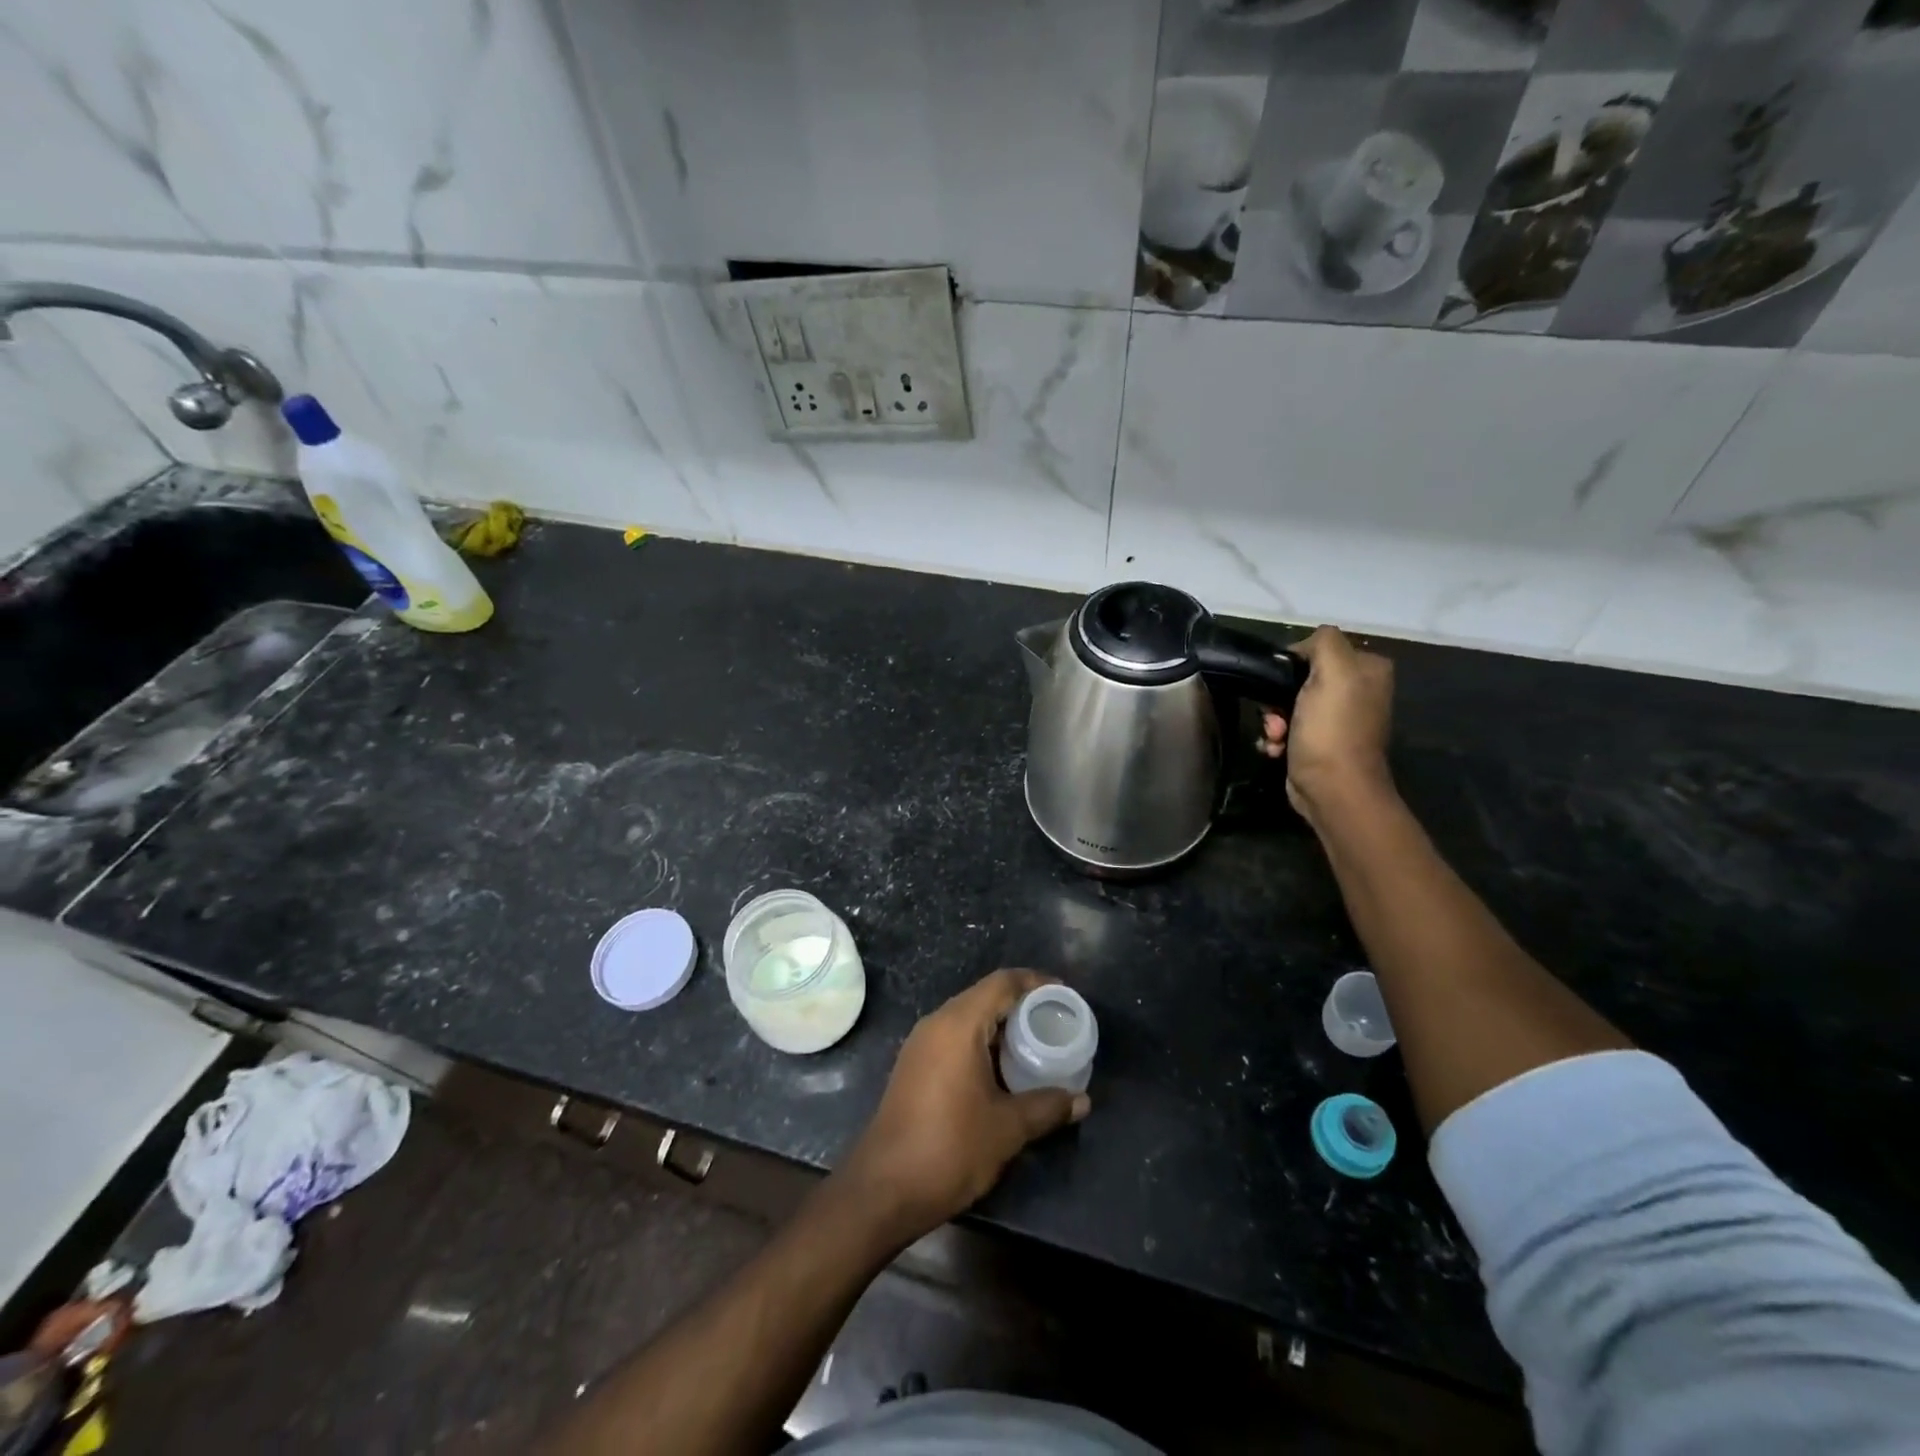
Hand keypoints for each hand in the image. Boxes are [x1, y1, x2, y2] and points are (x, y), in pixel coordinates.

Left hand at [837, 969, 1089, 1245]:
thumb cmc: (950, 1148)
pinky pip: (954, 1038)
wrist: (884, 1189)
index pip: (1002, 983)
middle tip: (1054, 1022)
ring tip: (1035, 1045)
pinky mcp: (914, 1066)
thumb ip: (1047, 1107)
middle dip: (1021, 1005)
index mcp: (958, 1024)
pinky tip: (1003, 1070)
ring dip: (1001, 1027)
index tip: (1063, 994)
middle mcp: (936, 1023)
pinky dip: (982, 1043)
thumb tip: (1082, 1100)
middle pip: (985, 996)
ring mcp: (921, 1044)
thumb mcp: (1007, 1128)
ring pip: (968, 1018)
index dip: (1035, 982)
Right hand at [1256, 625, 1395, 822]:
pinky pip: (1289, 728)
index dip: (1293, 663)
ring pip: (1289, 704)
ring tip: (1275, 736)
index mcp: (1368, 669)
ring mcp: (1339, 719)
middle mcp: (1357, 691)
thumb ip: (1323, 643)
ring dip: (1274, 720)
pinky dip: (1278, 737)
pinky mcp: (1320, 743)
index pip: (1319, 649)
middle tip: (1275, 715)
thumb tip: (1303, 646)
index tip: (1279, 683)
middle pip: (1300, 678)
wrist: (1332, 789)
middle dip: (1278, 697)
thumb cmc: (1331, 730)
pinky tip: (1276, 748)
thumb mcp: (1333, 672)